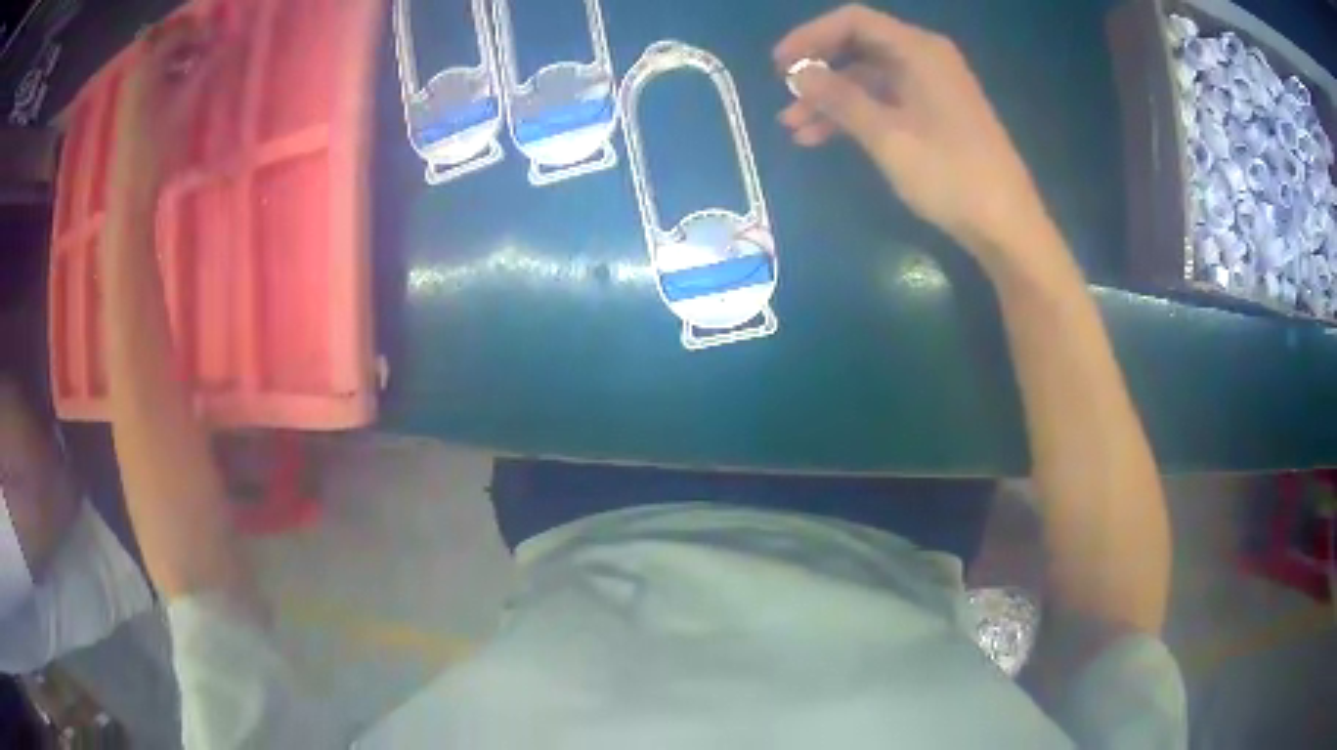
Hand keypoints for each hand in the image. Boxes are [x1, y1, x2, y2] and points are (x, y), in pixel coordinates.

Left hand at [110, 18, 225, 199]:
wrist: (131, 189)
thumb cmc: (157, 144)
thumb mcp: (185, 101)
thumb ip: (206, 66)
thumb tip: (230, 41)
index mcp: (148, 63)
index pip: (180, 31)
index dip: (202, 30)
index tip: (221, 37)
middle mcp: (137, 69)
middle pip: (164, 36)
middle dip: (186, 35)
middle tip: (207, 43)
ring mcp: (130, 87)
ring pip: (156, 53)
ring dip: (177, 51)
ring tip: (197, 61)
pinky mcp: (129, 103)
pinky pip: (149, 71)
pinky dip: (166, 67)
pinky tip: (180, 79)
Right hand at [775, 5, 1045, 251]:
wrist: (1006, 225)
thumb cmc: (950, 175)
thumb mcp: (888, 136)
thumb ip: (840, 99)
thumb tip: (798, 73)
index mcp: (919, 50)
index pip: (854, 22)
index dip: (811, 37)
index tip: (779, 65)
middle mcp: (926, 59)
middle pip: (859, 48)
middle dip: (819, 72)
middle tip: (785, 98)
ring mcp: (932, 87)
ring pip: (869, 79)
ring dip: (832, 100)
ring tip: (795, 130)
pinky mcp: (936, 114)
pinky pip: (886, 101)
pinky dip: (856, 115)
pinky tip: (825, 139)